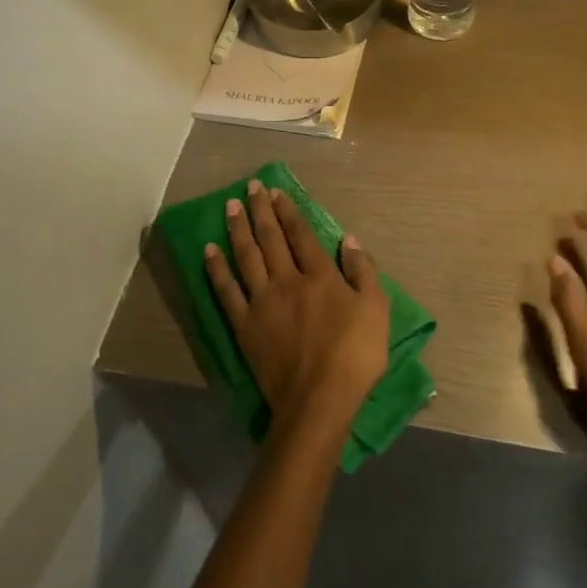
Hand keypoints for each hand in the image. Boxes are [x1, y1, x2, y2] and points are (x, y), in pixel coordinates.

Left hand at [204, 179, 390, 445]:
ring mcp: (261, 301)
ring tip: (230, 207)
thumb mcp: (377, 310)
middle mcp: (287, 280)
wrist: (318, 400)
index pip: (301, 234)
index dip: (288, 211)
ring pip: (246, 256)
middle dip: (261, 210)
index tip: (276, 192)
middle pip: (271, 238)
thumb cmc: (354, 356)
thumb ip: (363, 271)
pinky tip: (210, 251)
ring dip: (238, 229)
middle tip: (250, 187)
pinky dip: (217, 269)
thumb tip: (348, 239)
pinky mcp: (244, 324)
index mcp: (320, 275)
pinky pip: (226, 290)